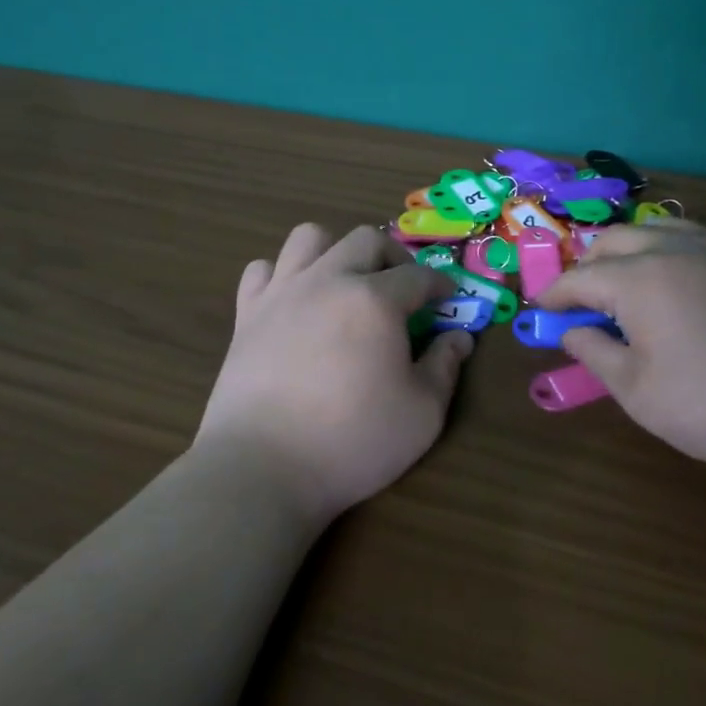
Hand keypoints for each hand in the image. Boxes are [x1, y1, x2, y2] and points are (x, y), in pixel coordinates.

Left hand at [195, 224, 472, 523]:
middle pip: (365, 239)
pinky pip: (262, 271)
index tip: (449, 299)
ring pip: (309, 238)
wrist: (263, 467)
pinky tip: (293, 303)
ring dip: (335, 251)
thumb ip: (445, 367)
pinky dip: (281, 276)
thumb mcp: (422, 414)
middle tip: (403, 289)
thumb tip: (459, 338)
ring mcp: (282, 293)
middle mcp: (328, 280)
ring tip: (345, 284)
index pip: (418, 276)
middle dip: (393, 256)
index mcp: (374, 300)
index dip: (440, 284)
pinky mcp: (247, 315)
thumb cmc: (353, 441)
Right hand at [534, 220, 705, 486]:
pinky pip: (697, 241)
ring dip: (630, 251)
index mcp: (639, 279)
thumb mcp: (638, 392)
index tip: (541, 311)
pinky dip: (671, 254)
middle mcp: (675, 250)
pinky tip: (681, 288)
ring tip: (627, 283)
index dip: (555, 295)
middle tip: (582, 301)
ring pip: (658, 229)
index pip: (580, 277)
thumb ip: (594, 353)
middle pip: (614, 241)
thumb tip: (571, 331)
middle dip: (589, 266)